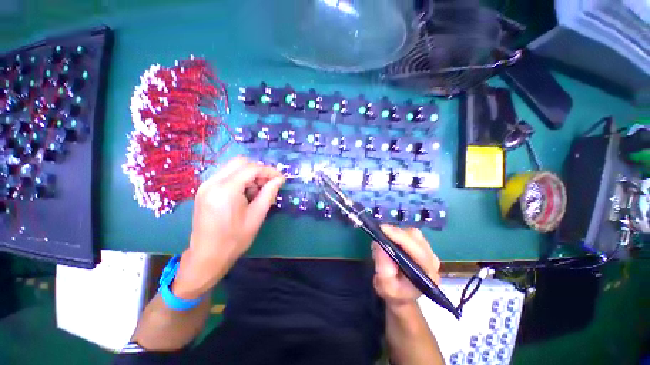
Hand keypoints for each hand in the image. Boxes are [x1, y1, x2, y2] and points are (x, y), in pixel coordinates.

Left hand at [173, 157, 284, 298]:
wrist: (207, 256)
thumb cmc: (234, 239)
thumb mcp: (257, 216)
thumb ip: (269, 193)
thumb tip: (280, 179)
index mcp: (225, 190)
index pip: (251, 169)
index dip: (269, 171)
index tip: (280, 178)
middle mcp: (212, 182)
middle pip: (240, 162)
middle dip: (258, 170)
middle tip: (268, 184)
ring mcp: (206, 185)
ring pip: (233, 167)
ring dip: (249, 174)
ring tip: (257, 191)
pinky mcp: (205, 189)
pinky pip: (226, 175)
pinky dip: (239, 179)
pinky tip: (245, 194)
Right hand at [372, 225, 440, 308]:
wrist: (402, 296)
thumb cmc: (394, 293)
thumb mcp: (385, 285)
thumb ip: (383, 267)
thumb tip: (379, 244)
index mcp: (428, 275)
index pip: (418, 252)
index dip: (400, 238)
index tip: (383, 229)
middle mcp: (432, 261)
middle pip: (416, 239)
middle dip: (396, 233)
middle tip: (379, 233)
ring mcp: (429, 252)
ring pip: (413, 233)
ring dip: (396, 233)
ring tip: (383, 239)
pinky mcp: (422, 246)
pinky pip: (410, 234)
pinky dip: (398, 233)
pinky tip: (390, 239)